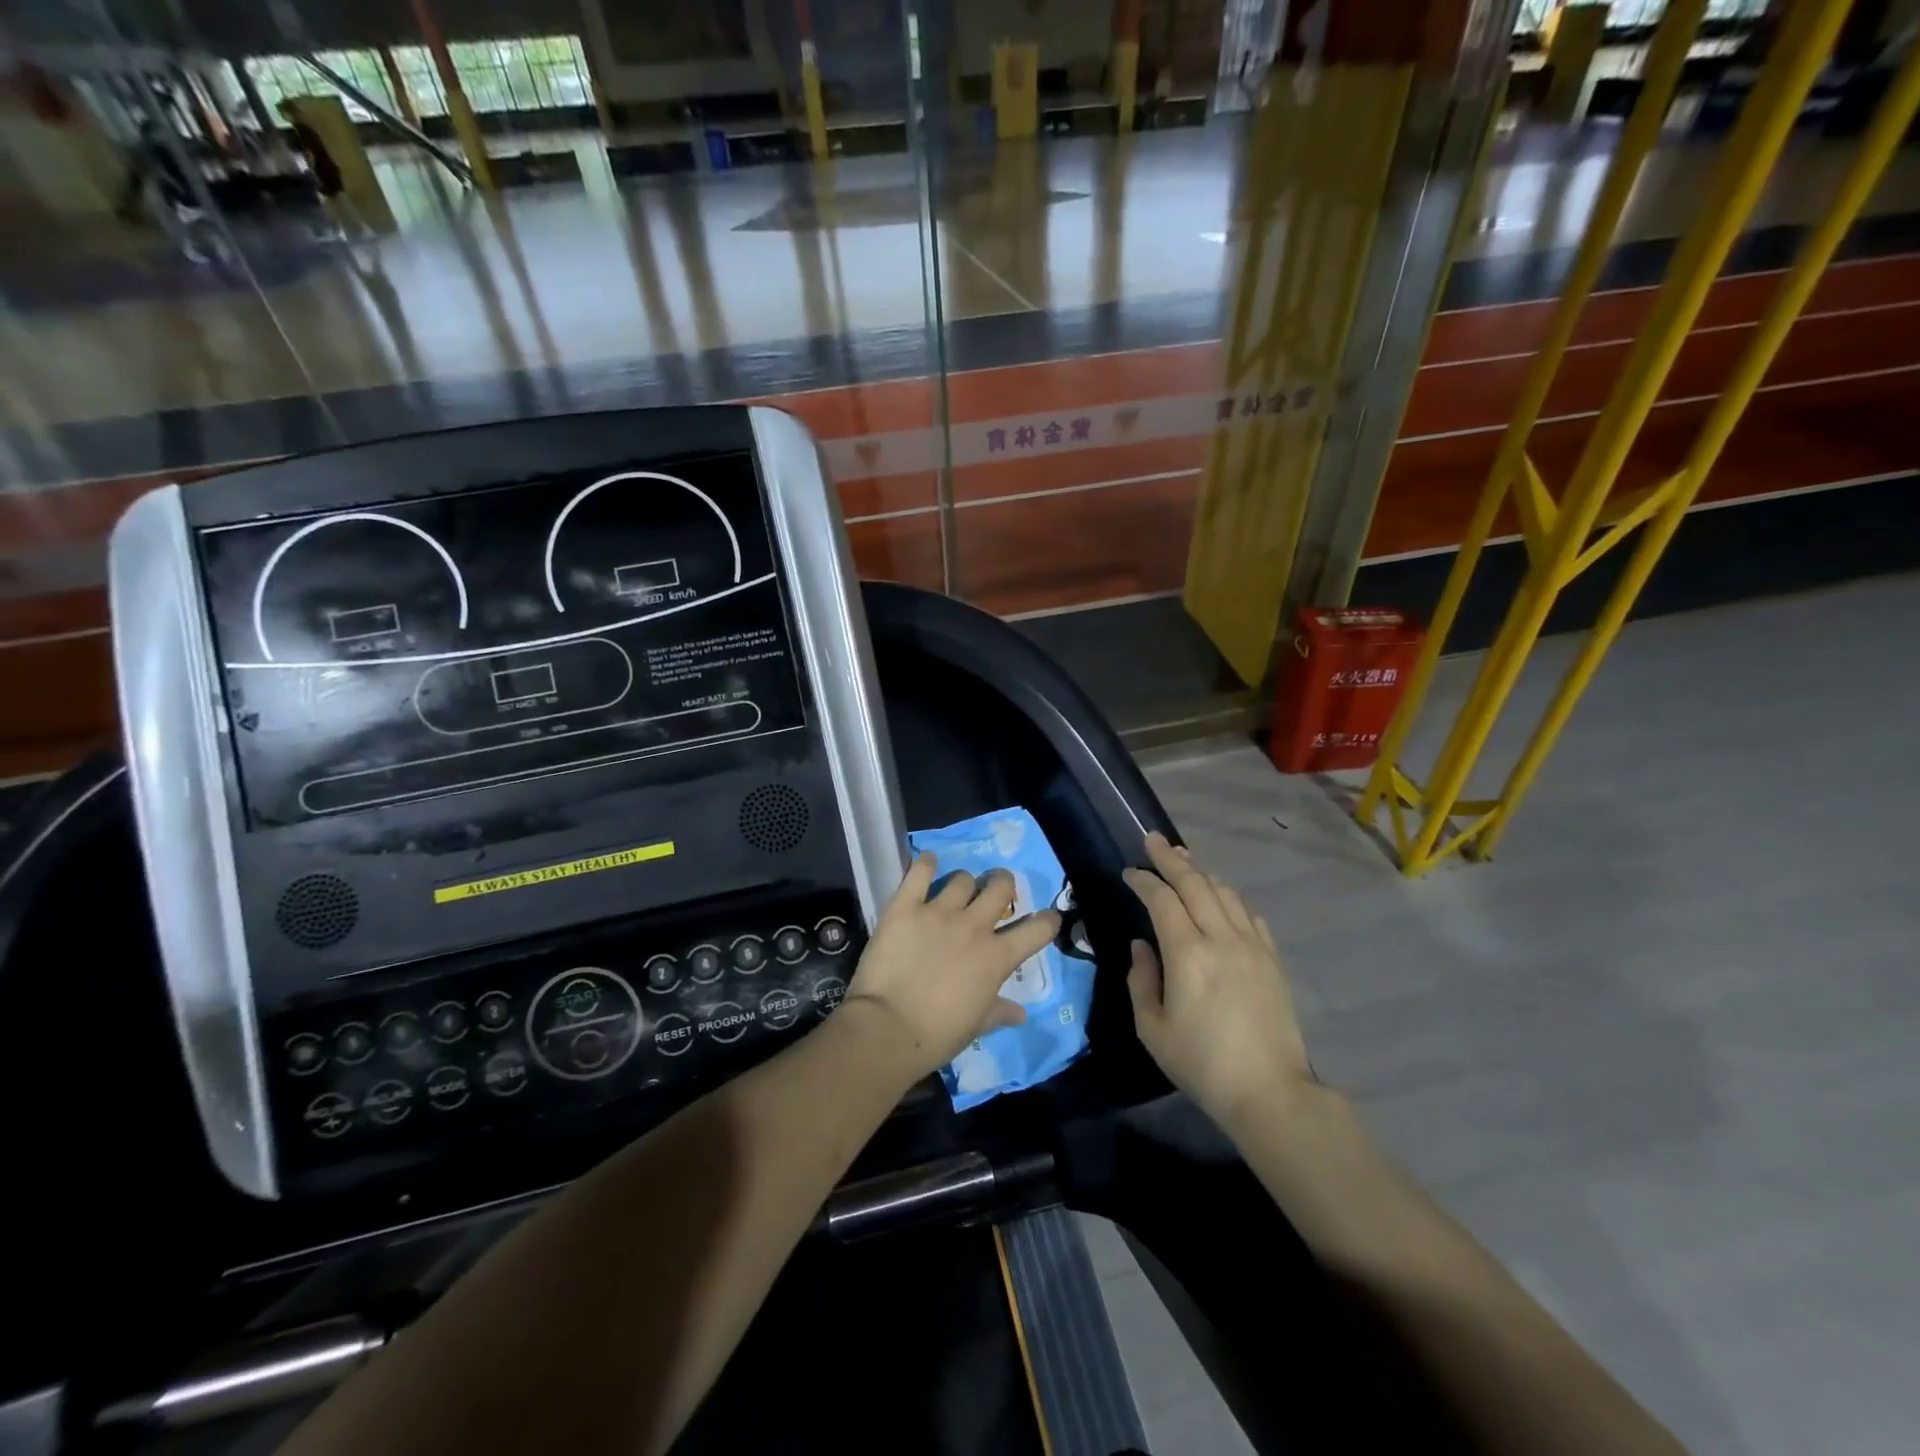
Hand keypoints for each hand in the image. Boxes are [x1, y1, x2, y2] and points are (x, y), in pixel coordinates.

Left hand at [844, 853, 1059, 1080]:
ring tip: (955, 891)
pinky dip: (926, 864)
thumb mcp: (976, 1026)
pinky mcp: (906, 906)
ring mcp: (939, 912)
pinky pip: (920, 872)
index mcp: (997, 958)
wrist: (887, 1029)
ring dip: (963, 883)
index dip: (1047, 920)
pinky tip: (928, 863)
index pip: (1037, 929)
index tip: (1046, 918)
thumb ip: (999, 1011)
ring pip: (963, 878)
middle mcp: (974, 927)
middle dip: (1002, 884)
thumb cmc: (937, 1035)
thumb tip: (1021, 1013)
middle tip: (994, 891)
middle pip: (1000, 886)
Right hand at [1123, 832, 1313, 1127]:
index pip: (1162, 899)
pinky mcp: (1272, 959)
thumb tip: (1142, 946)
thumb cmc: (1202, 1063)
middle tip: (1152, 839)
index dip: (1143, 880)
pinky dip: (1230, 898)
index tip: (1129, 872)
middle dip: (1170, 858)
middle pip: (1195, 884)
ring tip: (1183, 859)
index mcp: (1188, 954)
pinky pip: (1249, 915)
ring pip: (1225, 893)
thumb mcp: (1152, 1029)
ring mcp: (1252, 946)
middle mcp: (1222, 938)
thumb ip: (1141, 980)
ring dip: (1201, 872)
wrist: (1269, 1091)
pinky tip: (1222, 898)